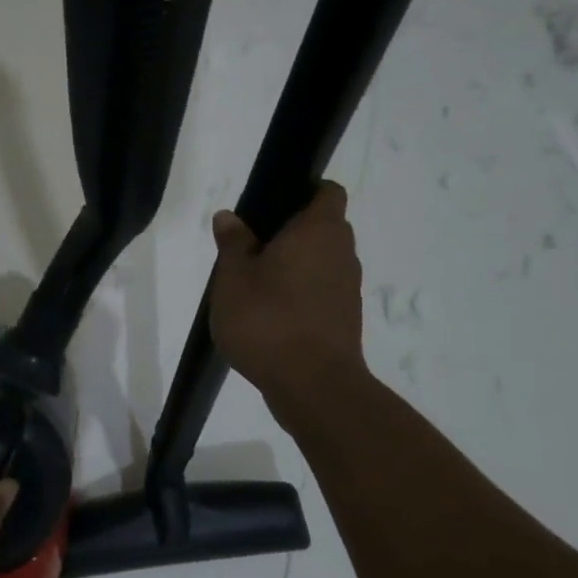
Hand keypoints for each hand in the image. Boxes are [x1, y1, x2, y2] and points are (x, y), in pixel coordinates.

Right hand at [209, 181, 367, 423]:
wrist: (312, 385)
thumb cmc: (268, 319)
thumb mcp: (233, 277)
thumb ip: (233, 243)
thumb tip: (229, 216)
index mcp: (319, 230)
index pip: (327, 192)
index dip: (304, 191)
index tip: (272, 206)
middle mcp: (342, 253)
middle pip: (322, 229)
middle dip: (291, 234)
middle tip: (250, 249)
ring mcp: (348, 289)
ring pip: (321, 263)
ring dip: (295, 268)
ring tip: (255, 287)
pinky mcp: (345, 320)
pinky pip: (321, 293)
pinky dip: (300, 296)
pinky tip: (270, 316)